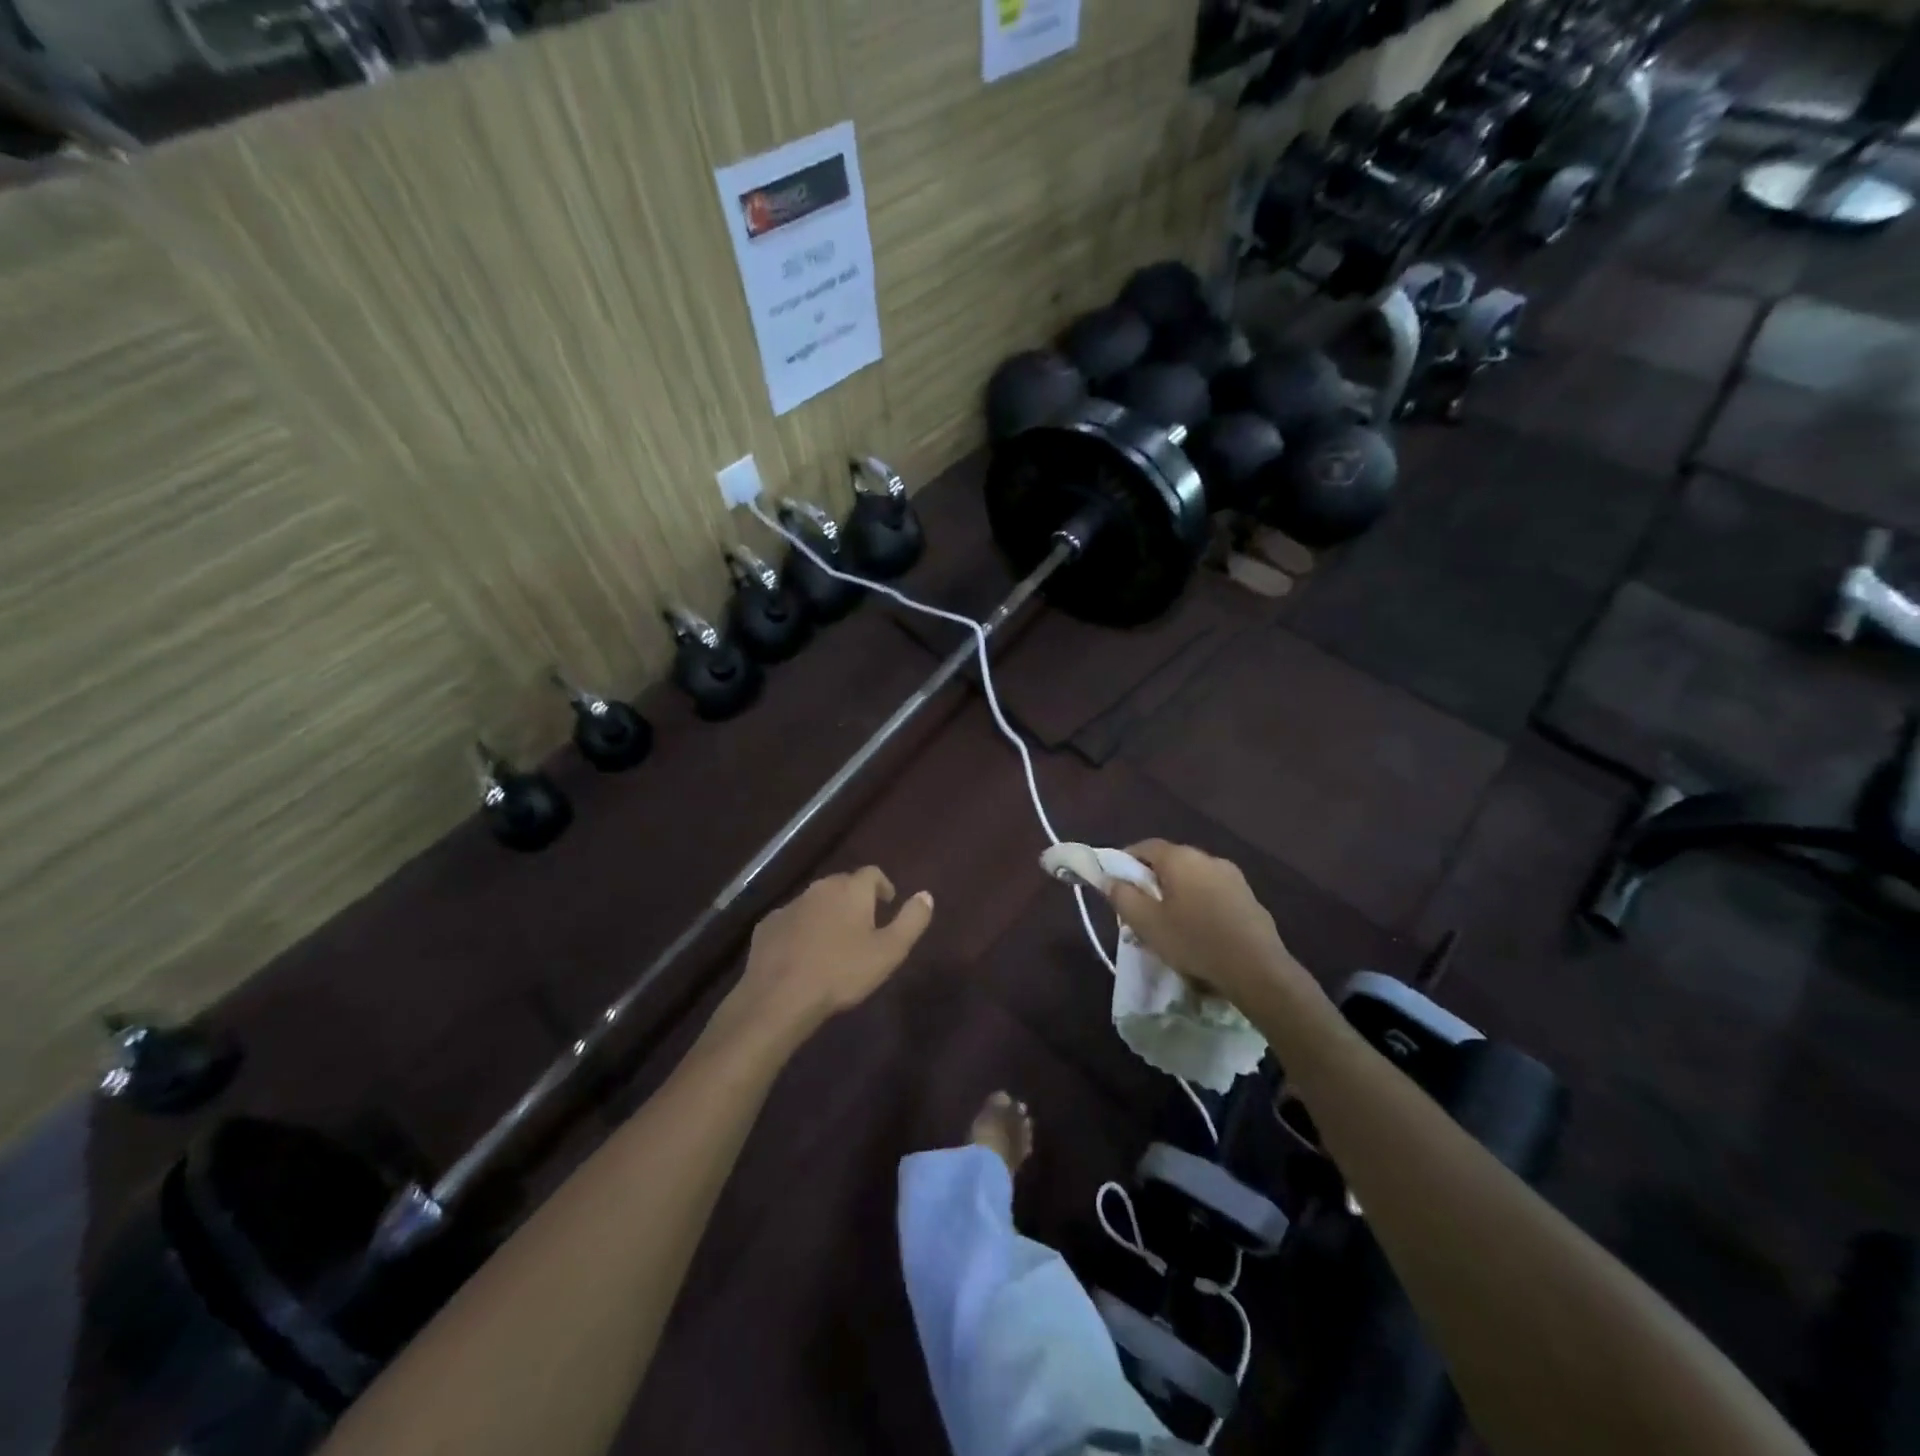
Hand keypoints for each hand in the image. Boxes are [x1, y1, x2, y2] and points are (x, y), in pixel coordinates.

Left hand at [718, 868, 933, 1042]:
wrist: (780, 996)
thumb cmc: (842, 972)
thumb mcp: (889, 951)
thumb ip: (912, 920)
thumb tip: (926, 895)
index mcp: (851, 890)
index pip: (872, 873)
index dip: (883, 886)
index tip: (887, 904)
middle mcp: (820, 888)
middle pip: (843, 884)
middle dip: (855, 899)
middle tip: (864, 925)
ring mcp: (790, 905)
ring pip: (816, 901)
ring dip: (828, 913)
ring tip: (834, 941)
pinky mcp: (768, 925)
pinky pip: (792, 920)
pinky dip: (802, 929)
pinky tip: (804, 953)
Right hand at [1105, 840, 1314, 1010]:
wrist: (1257, 969)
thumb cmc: (1193, 941)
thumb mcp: (1146, 923)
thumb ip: (1122, 896)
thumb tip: (1109, 879)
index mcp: (1181, 857)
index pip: (1144, 846)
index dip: (1125, 861)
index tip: (1115, 884)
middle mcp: (1207, 858)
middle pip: (1169, 862)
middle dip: (1151, 882)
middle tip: (1140, 910)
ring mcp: (1232, 877)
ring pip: (1192, 879)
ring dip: (1176, 895)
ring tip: (1169, 926)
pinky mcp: (1248, 898)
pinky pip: (1213, 894)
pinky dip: (1199, 905)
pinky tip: (1198, 933)